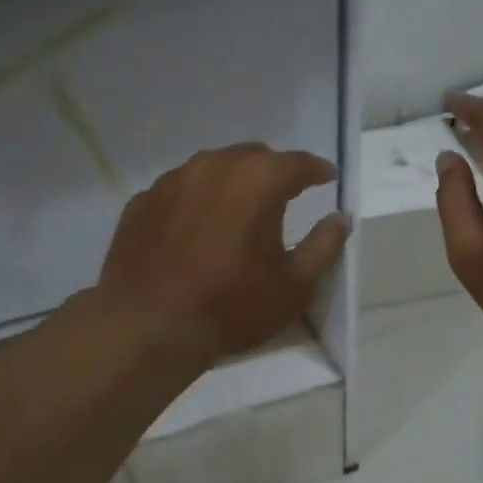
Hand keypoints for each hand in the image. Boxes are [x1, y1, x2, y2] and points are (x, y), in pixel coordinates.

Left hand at [97, 144, 349, 360]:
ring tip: (237, 210)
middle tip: (283, 195)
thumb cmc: (232, 305)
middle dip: (273, 172)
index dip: (318, 171)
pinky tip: (194, 229)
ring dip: (231, 183)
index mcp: (258, 179)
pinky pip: (179, 191)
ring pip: (212, 168)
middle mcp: (214, 165)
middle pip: (253, 157)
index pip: (299, 163)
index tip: (328, 179)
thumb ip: (324, 246)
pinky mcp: (142, 201)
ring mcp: (172, 180)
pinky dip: (195, 202)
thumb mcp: (294, 286)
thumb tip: (340, 219)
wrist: (149, 324)